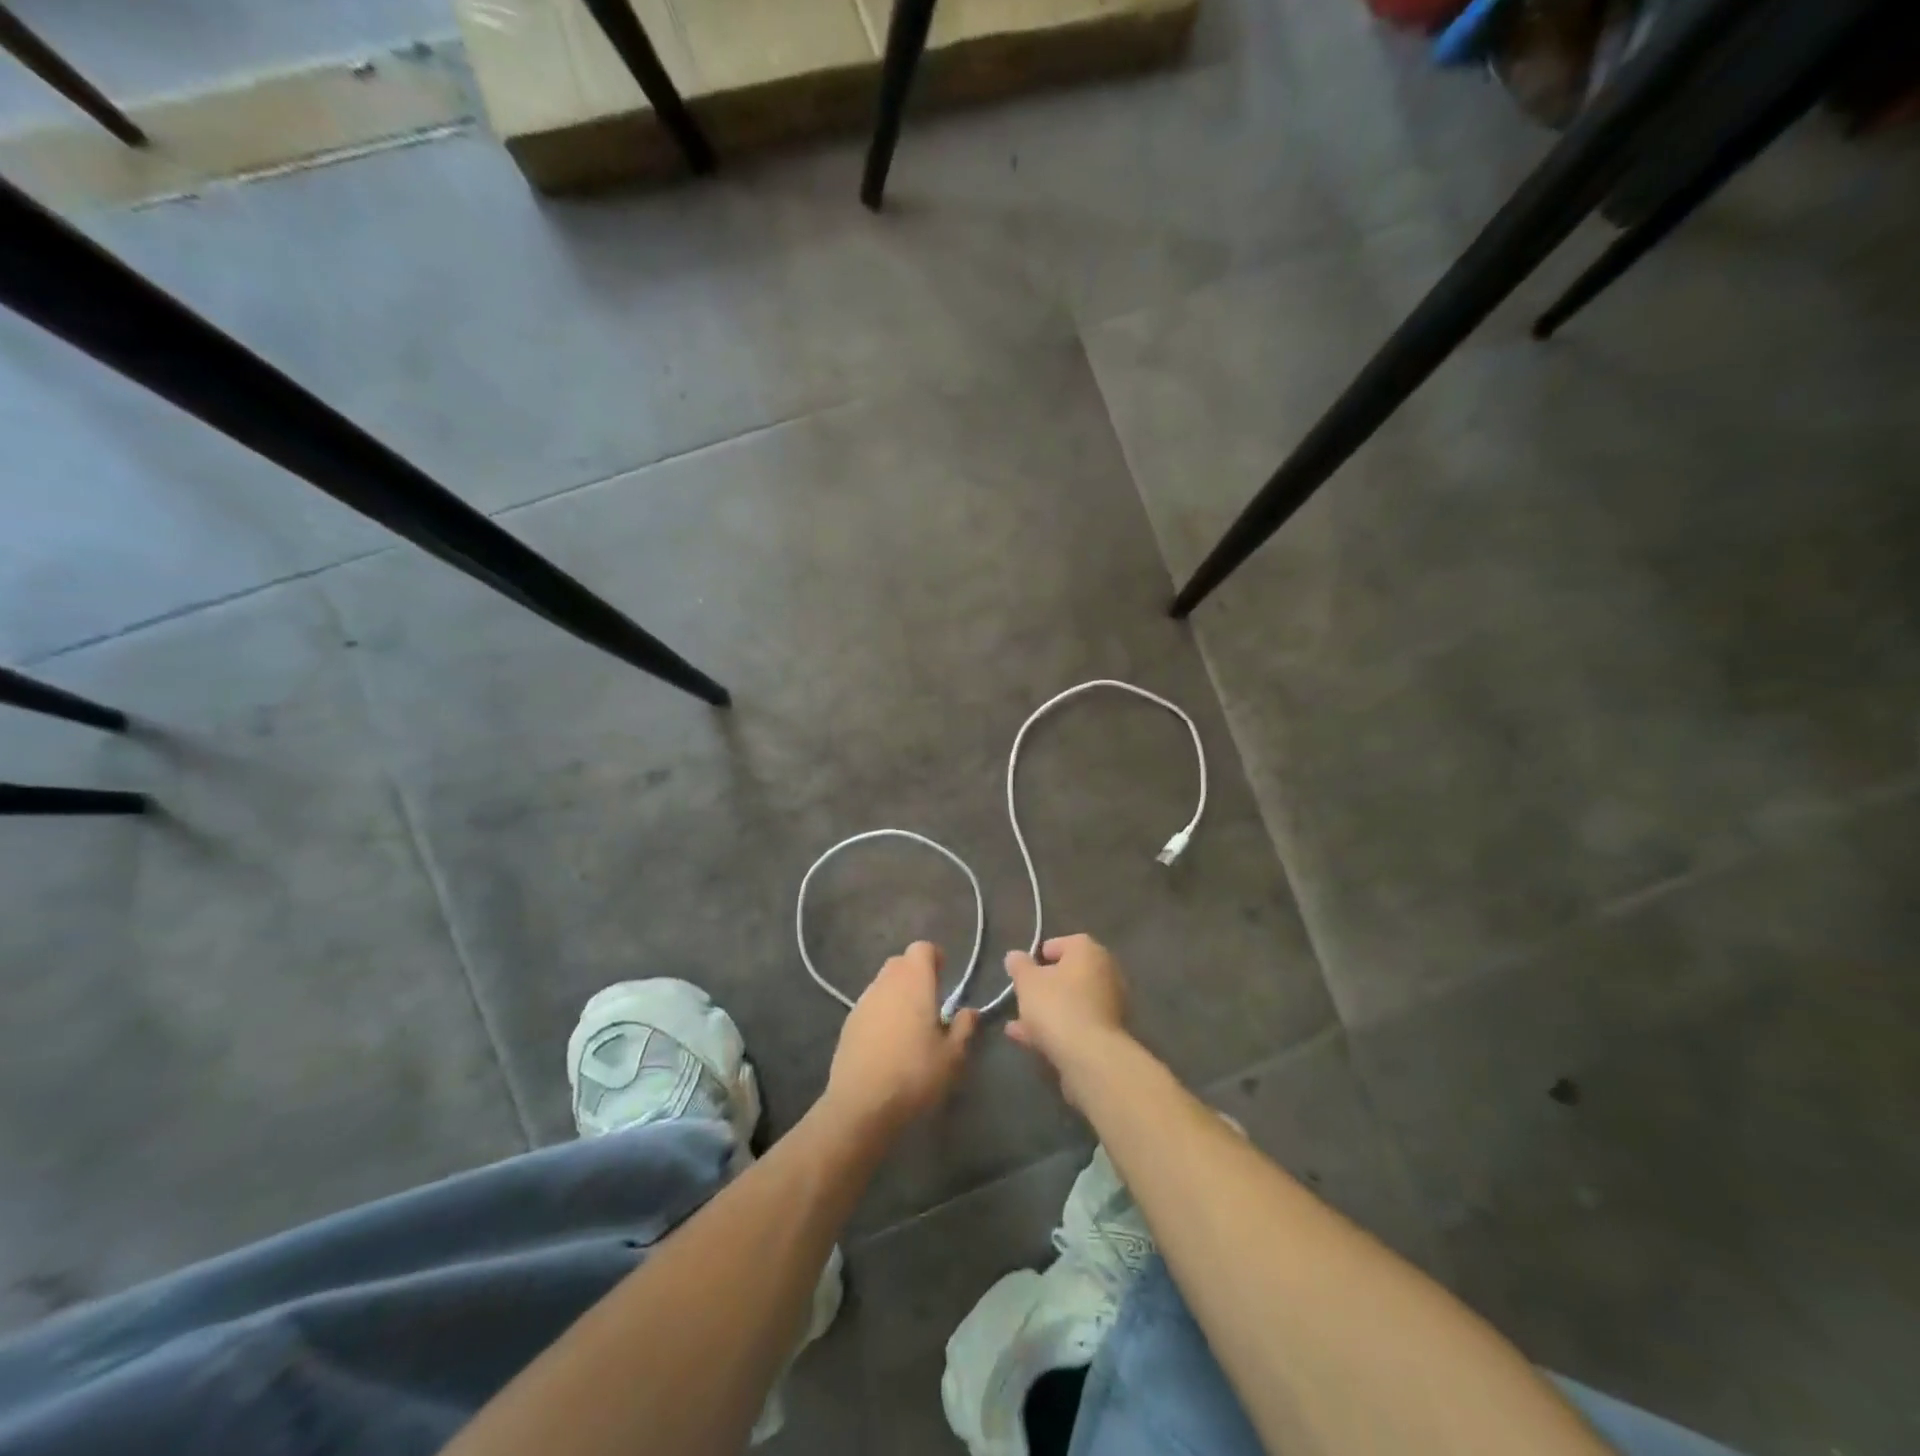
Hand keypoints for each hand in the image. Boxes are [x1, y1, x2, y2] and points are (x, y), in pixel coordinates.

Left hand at [825, 942, 977, 1138]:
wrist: (861, 1105)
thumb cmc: (914, 1075)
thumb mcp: (952, 1057)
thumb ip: (963, 1028)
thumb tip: (969, 1011)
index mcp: (914, 982)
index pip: (922, 948)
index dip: (934, 957)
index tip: (945, 975)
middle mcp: (886, 983)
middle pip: (900, 962)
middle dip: (916, 973)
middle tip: (930, 1000)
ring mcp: (863, 1002)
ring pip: (883, 983)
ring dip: (897, 993)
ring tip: (910, 1023)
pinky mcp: (848, 1023)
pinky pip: (870, 1005)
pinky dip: (881, 1012)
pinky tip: (888, 1041)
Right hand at [1003, 934, 1129, 1099]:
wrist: (1090, 1056)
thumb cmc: (1056, 1005)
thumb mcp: (1027, 981)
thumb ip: (1019, 965)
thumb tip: (1014, 956)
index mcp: (1089, 951)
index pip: (1063, 943)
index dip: (1040, 955)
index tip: (1023, 970)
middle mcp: (1105, 972)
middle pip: (1068, 974)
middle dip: (1043, 987)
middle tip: (1022, 997)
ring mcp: (1110, 1004)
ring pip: (1071, 1002)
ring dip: (1046, 1010)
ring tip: (1017, 1024)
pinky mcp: (1107, 1033)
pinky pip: (1076, 1023)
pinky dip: (1056, 1028)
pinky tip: (1029, 1040)